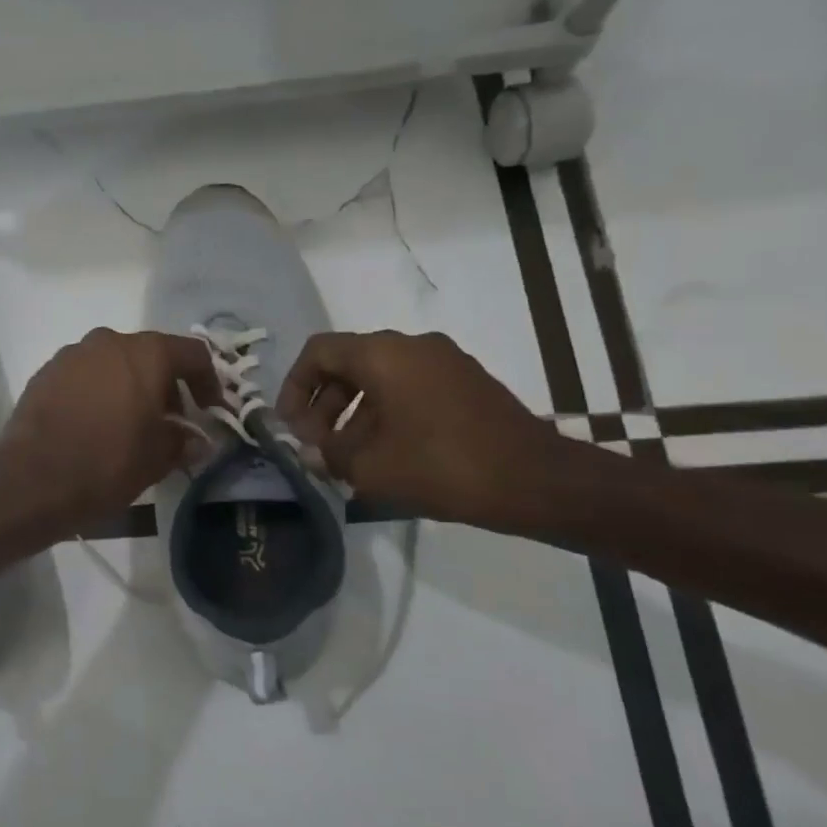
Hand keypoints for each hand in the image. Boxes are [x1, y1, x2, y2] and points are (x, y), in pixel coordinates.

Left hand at [0, 329, 219, 531]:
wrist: (32, 479)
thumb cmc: (107, 463)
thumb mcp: (158, 458)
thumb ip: (183, 441)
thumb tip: (196, 441)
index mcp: (145, 353)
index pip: (192, 354)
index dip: (209, 381)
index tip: (211, 410)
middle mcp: (109, 341)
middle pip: (151, 355)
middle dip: (166, 386)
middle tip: (171, 422)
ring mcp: (72, 355)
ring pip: (114, 363)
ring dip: (130, 387)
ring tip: (131, 425)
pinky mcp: (45, 373)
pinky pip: (84, 376)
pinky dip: (98, 392)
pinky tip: (96, 425)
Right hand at [278, 331, 570, 528]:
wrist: (535, 480)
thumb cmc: (442, 466)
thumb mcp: (371, 467)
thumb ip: (329, 455)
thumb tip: (313, 453)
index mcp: (382, 354)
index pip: (319, 351)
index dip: (294, 386)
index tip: (290, 425)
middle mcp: (412, 345)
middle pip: (348, 364)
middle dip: (324, 404)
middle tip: (317, 445)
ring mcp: (444, 361)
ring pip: (379, 378)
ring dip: (354, 413)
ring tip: (348, 458)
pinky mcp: (466, 382)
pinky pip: (409, 387)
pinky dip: (386, 412)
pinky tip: (387, 454)